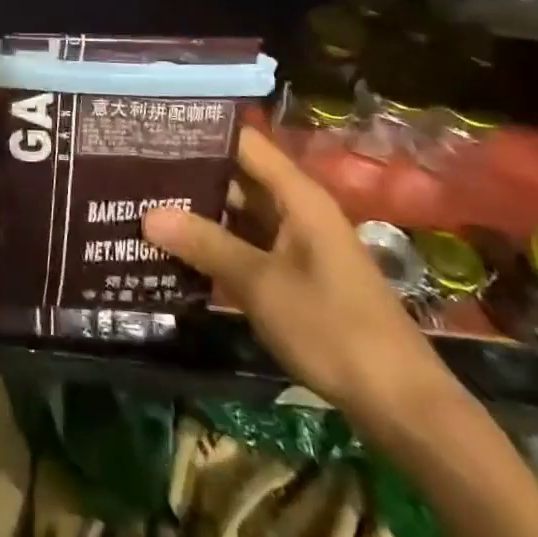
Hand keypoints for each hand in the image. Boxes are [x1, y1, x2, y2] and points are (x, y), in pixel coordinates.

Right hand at [144, 127, 458, 432]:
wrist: (401, 404)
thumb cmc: (333, 328)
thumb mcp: (261, 284)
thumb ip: (205, 244)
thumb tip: (148, 213)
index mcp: (298, 196)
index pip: (243, 143)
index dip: (201, 134)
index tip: (153, 131)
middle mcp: (297, 209)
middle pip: (238, 177)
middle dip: (191, 176)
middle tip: (136, 174)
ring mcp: (297, 244)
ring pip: (240, 214)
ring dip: (200, 214)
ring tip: (146, 207)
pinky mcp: (296, 276)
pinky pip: (248, 246)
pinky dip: (217, 245)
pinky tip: (178, 252)